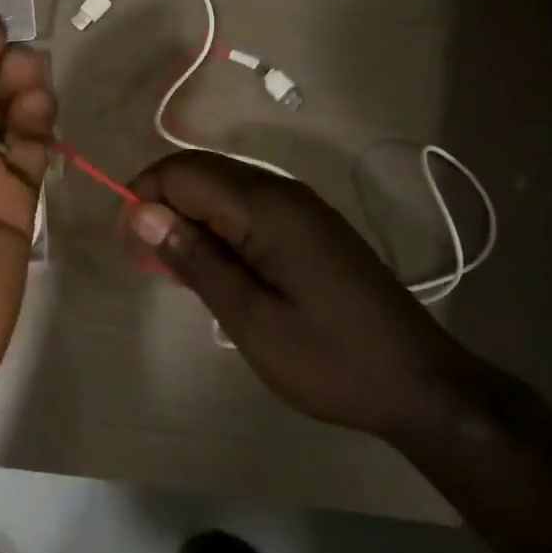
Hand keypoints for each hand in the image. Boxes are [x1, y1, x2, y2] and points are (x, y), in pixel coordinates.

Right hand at [122, 151, 468, 437]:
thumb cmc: (330, 360)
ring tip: (176, 264)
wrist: (422, 383)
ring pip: (223, 185)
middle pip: (202, 169)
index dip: (145, 196)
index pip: (184, 172)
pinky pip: (247, 203)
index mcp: (266, 207)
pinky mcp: (310, 224)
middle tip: (146, 256)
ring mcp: (300, 205)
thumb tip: (140, 213)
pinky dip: (218, 223)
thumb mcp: (252, 320)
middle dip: (162, 201)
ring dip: (189, 212)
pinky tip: (216, 264)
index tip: (129, 244)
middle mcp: (282, 190)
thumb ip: (196, 260)